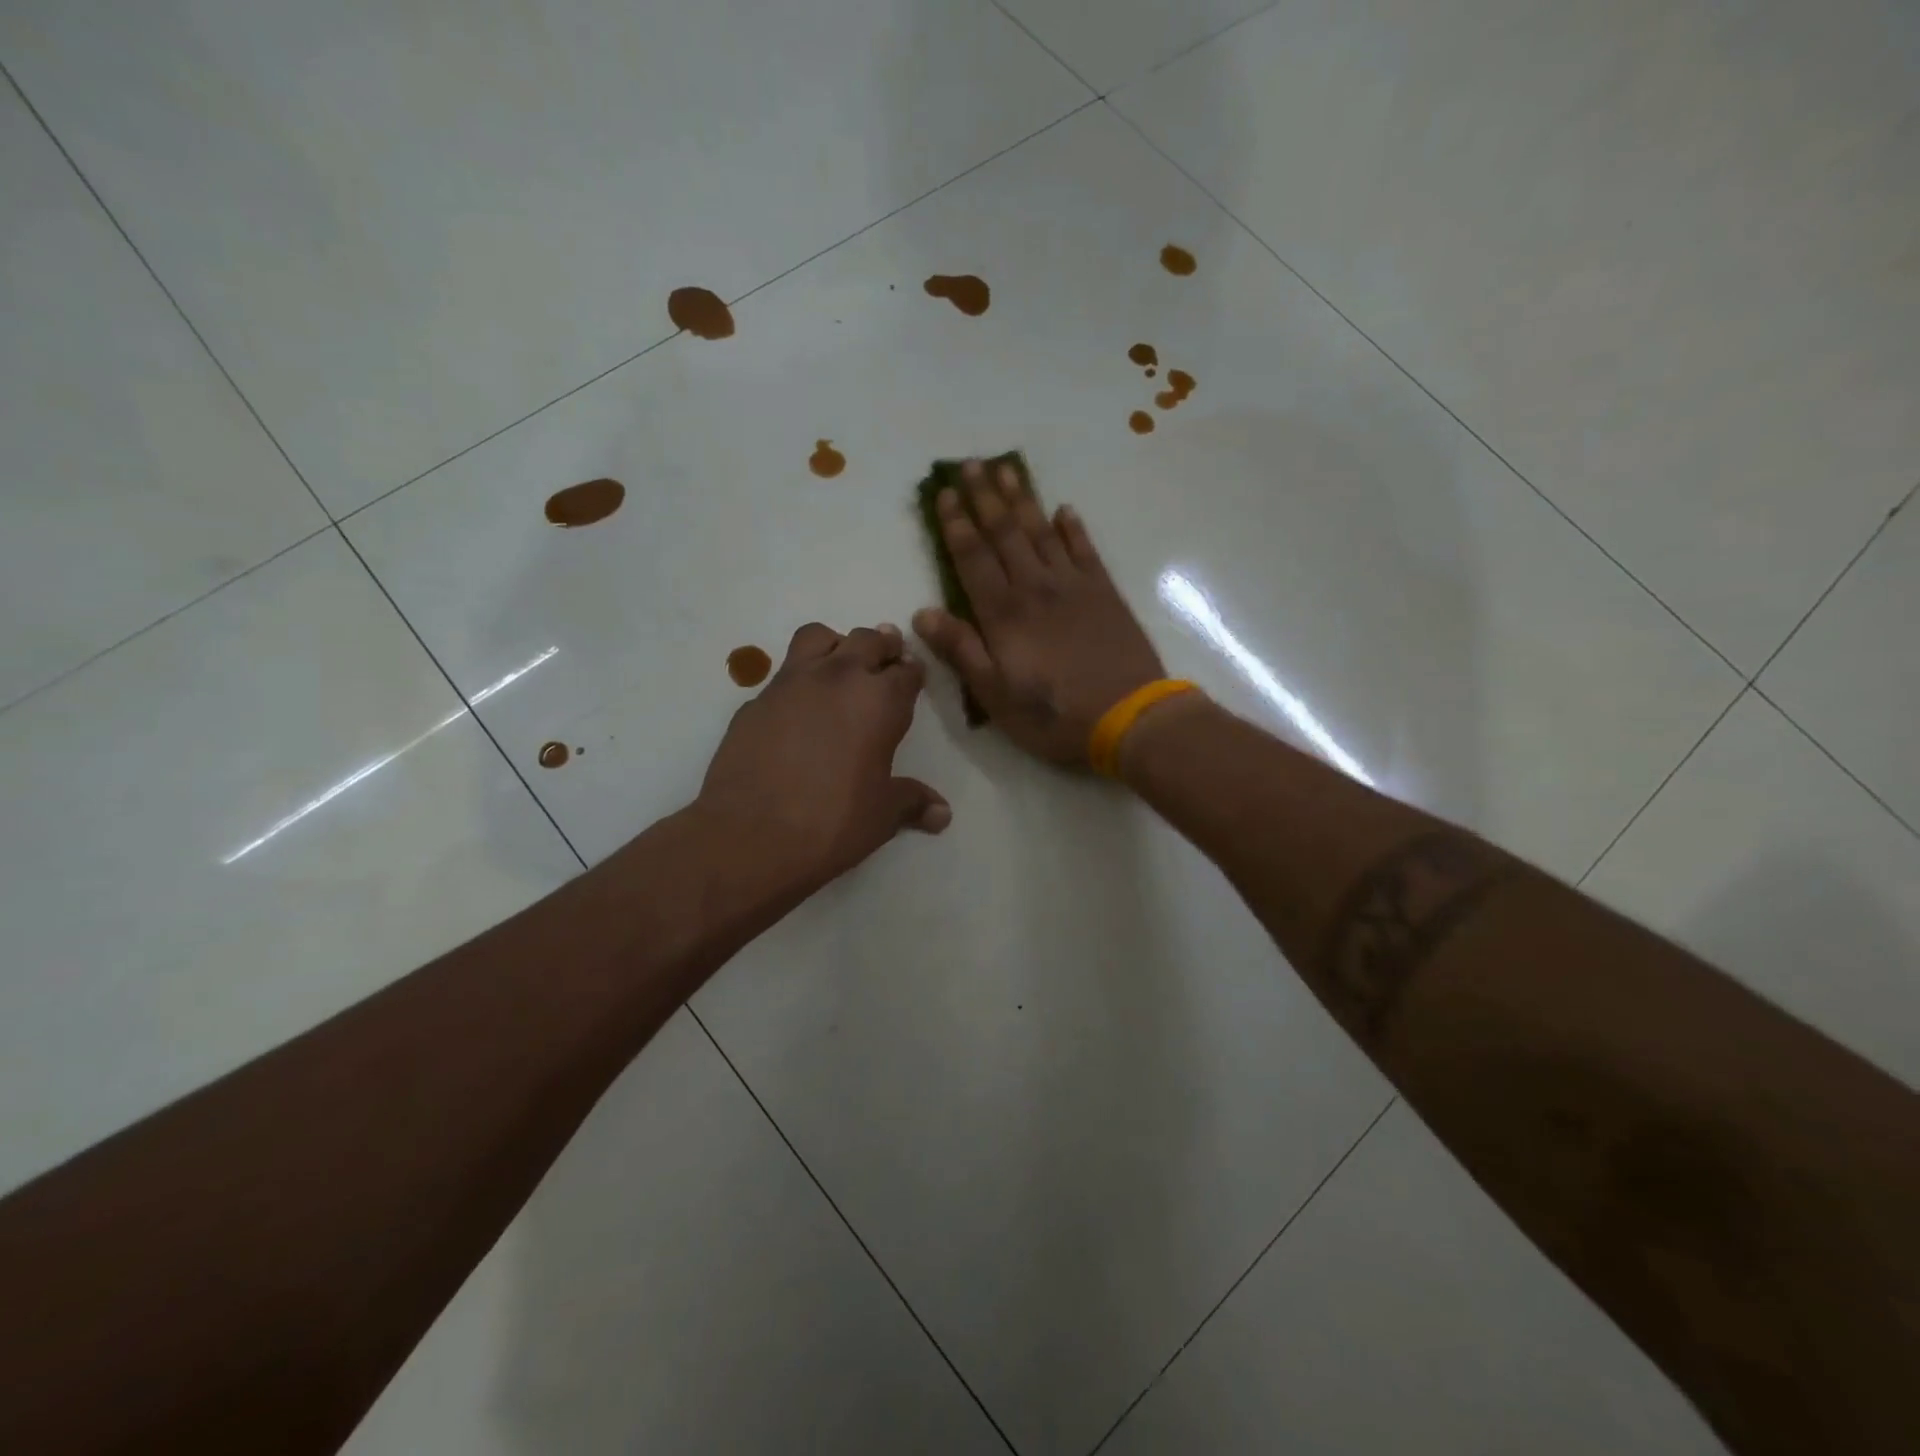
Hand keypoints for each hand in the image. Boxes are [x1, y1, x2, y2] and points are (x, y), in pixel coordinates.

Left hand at [698, 621, 949, 896]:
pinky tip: (797, 709)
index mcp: (880, 702)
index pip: (906, 672)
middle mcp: (838, 679)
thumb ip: (912, 802)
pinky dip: (798, 680)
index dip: (913, 672)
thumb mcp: (882, 815)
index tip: (913, 675)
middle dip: (881, 646)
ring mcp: (791, 684)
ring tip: (840, 665)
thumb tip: (942, 813)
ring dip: (836, 645)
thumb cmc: (832, 822)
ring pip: (818, 638)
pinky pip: (783, 674)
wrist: (749, 835)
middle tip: (886, 657)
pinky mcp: (755, 701)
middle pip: (866, 640)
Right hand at [913, 460, 1165, 765]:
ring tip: (1007, 470)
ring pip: (1041, 532)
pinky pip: (1085, 549)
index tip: (943, 493)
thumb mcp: (995, 695)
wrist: (1128, 716)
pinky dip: (1073, 527)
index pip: (972, 557)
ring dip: (1023, 500)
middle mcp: (1035, 587)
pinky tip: (1065, 509)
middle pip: (1005, 533)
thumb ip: (960, 650)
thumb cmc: (1054, 714)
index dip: (956, 524)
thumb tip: (921, 613)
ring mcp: (1073, 586)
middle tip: (970, 464)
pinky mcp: (1105, 593)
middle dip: (985, 497)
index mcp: (1003, 614)